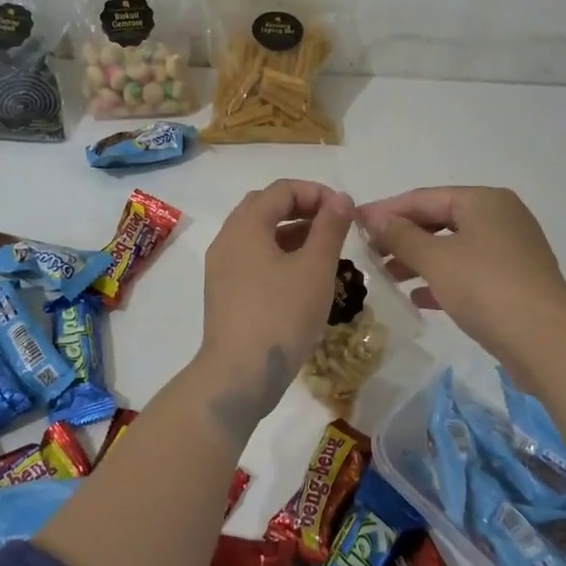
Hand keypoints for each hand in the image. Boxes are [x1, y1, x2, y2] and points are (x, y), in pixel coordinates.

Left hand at [197, 179, 354, 427]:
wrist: (239, 375)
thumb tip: (340, 198)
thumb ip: (330, 227)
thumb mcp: (315, 268)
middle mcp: (227, 239)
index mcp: (246, 226)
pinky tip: (302, 277)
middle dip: (301, 209)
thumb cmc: (281, 315)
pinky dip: (277, 254)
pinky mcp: (224, 292)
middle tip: (333, 226)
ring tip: (324, 250)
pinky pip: (252, 258)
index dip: (316, 192)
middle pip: (265, 207)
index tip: (344, 212)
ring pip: (258, 234)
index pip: (281, 189)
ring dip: (290, 232)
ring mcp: (221, 268)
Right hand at [359, 187, 565, 367]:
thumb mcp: (435, 258)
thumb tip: (372, 216)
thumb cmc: (486, 287)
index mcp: (483, 201)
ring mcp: (511, 250)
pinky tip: (418, 298)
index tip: (355, 223)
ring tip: (387, 276)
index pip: (424, 197)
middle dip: (403, 236)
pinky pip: (469, 271)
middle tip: (369, 253)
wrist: (547, 341)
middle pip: (440, 220)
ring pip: (454, 247)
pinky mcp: (515, 281)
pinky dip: (443, 279)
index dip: (387, 210)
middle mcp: (500, 217)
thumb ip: (400, 235)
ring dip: (419, 260)